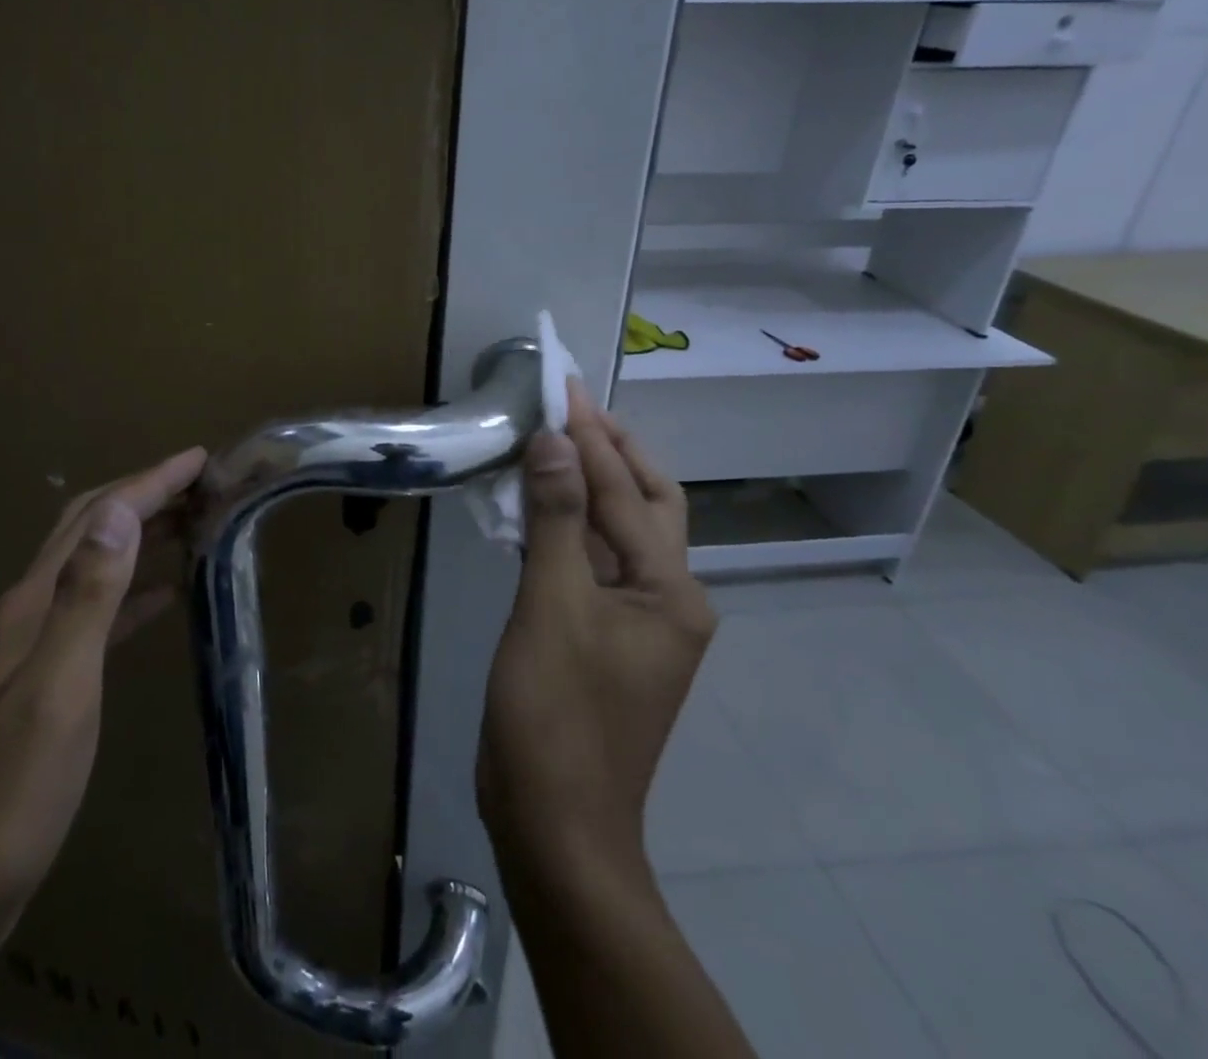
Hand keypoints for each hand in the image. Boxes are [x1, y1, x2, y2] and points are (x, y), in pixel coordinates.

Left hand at [0, 446, 207, 940]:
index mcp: (34, 604)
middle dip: (143, 494)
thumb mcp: (58, 691)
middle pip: (90, 529)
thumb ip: (87, 598)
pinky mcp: (48, 681)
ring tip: (192, 523)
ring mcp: (36, 647)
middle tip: (201, 482)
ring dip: (140, 534)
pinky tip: (163, 597)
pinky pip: (98, 613)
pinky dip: (133, 591)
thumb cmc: (11, 795)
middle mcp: (31, 611)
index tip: (199, 458)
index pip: (99, 519)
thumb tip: (118, 511)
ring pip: (95, 565)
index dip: (149, 482)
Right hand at [477, 382, 711, 880]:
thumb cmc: (556, 713)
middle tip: (568, 405)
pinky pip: (593, 563)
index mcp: (671, 590)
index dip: (590, 436)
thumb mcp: (552, 606)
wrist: (555, 822)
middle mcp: (668, 599)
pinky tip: (536, 508)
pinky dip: (568, 526)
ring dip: (587, 485)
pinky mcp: (604, 637)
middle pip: (646, 504)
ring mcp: (637, 622)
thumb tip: (554, 439)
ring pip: (617, 532)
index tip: (563, 384)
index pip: (626, 492)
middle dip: (611, 449)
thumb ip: (556, 518)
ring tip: (551, 441)